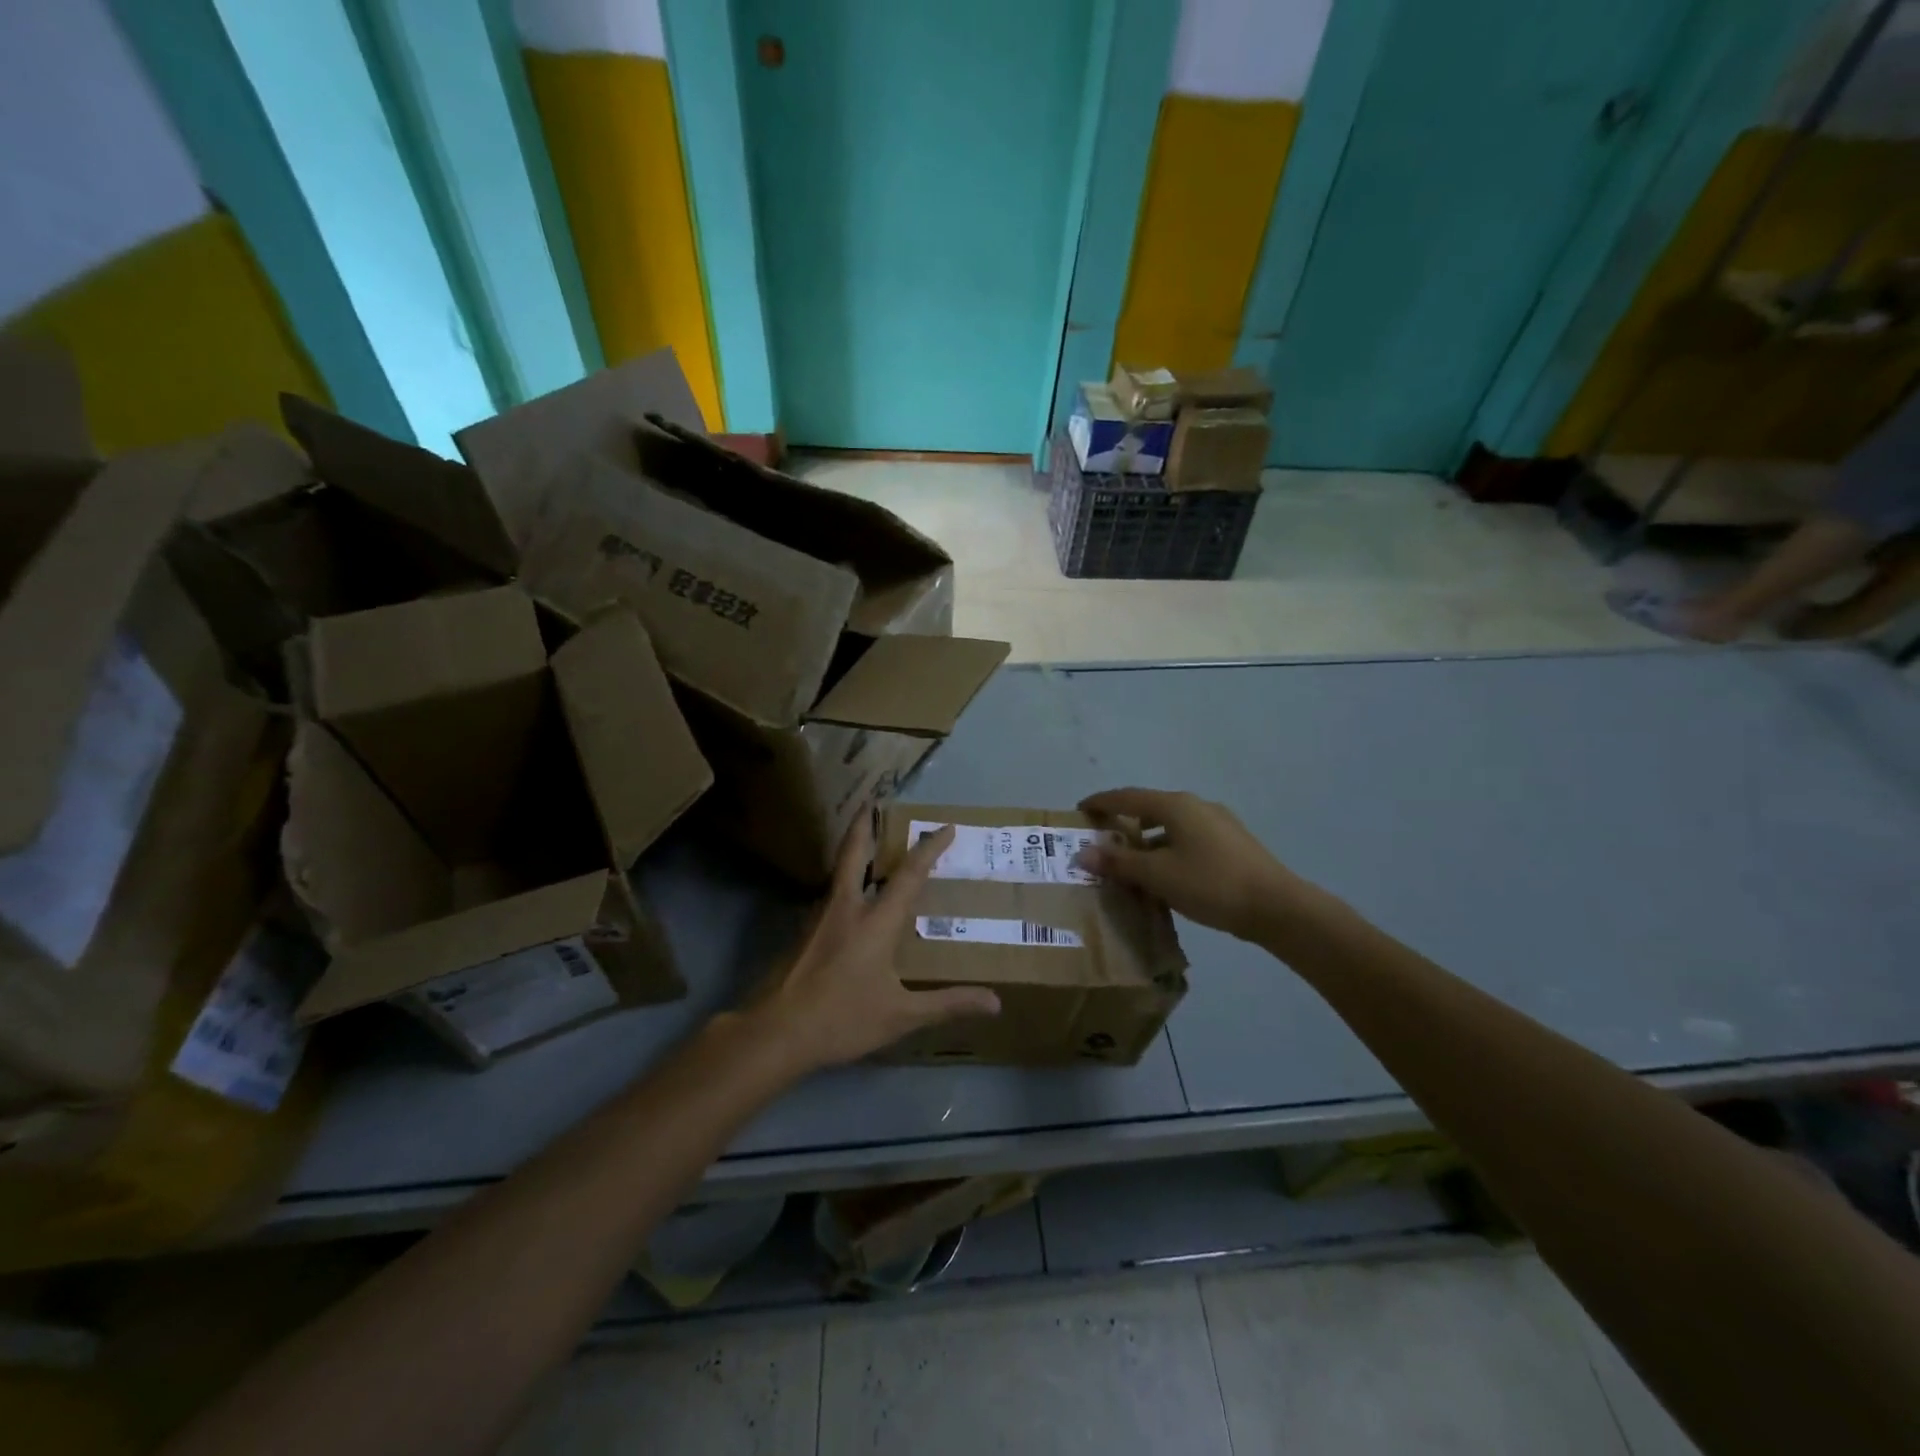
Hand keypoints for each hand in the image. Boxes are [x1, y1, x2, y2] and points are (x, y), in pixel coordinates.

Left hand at [755, 818, 1000, 1072]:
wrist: (775, 1032)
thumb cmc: (842, 1019)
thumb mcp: (900, 1016)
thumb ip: (947, 1004)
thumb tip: (995, 1002)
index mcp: (875, 921)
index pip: (908, 874)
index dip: (929, 849)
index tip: (946, 827)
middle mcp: (845, 908)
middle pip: (854, 852)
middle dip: (864, 824)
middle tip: (872, 801)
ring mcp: (818, 918)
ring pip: (838, 872)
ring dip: (853, 851)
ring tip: (867, 845)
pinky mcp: (802, 933)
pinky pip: (830, 895)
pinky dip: (844, 882)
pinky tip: (849, 900)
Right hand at [1076, 787, 1317, 941]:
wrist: (1277, 907)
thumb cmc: (1210, 884)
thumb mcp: (1158, 875)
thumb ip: (1119, 862)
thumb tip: (1083, 853)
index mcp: (1176, 805)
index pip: (1128, 796)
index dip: (1102, 802)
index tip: (1080, 810)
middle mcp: (1197, 806)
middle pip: (1150, 808)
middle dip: (1125, 823)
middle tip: (1104, 840)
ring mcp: (1219, 823)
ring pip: (1172, 826)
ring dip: (1148, 841)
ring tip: (1132, 864)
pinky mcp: (1233, 844)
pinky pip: (1189, 839)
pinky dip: (1169, 850)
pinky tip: (1167, 875)